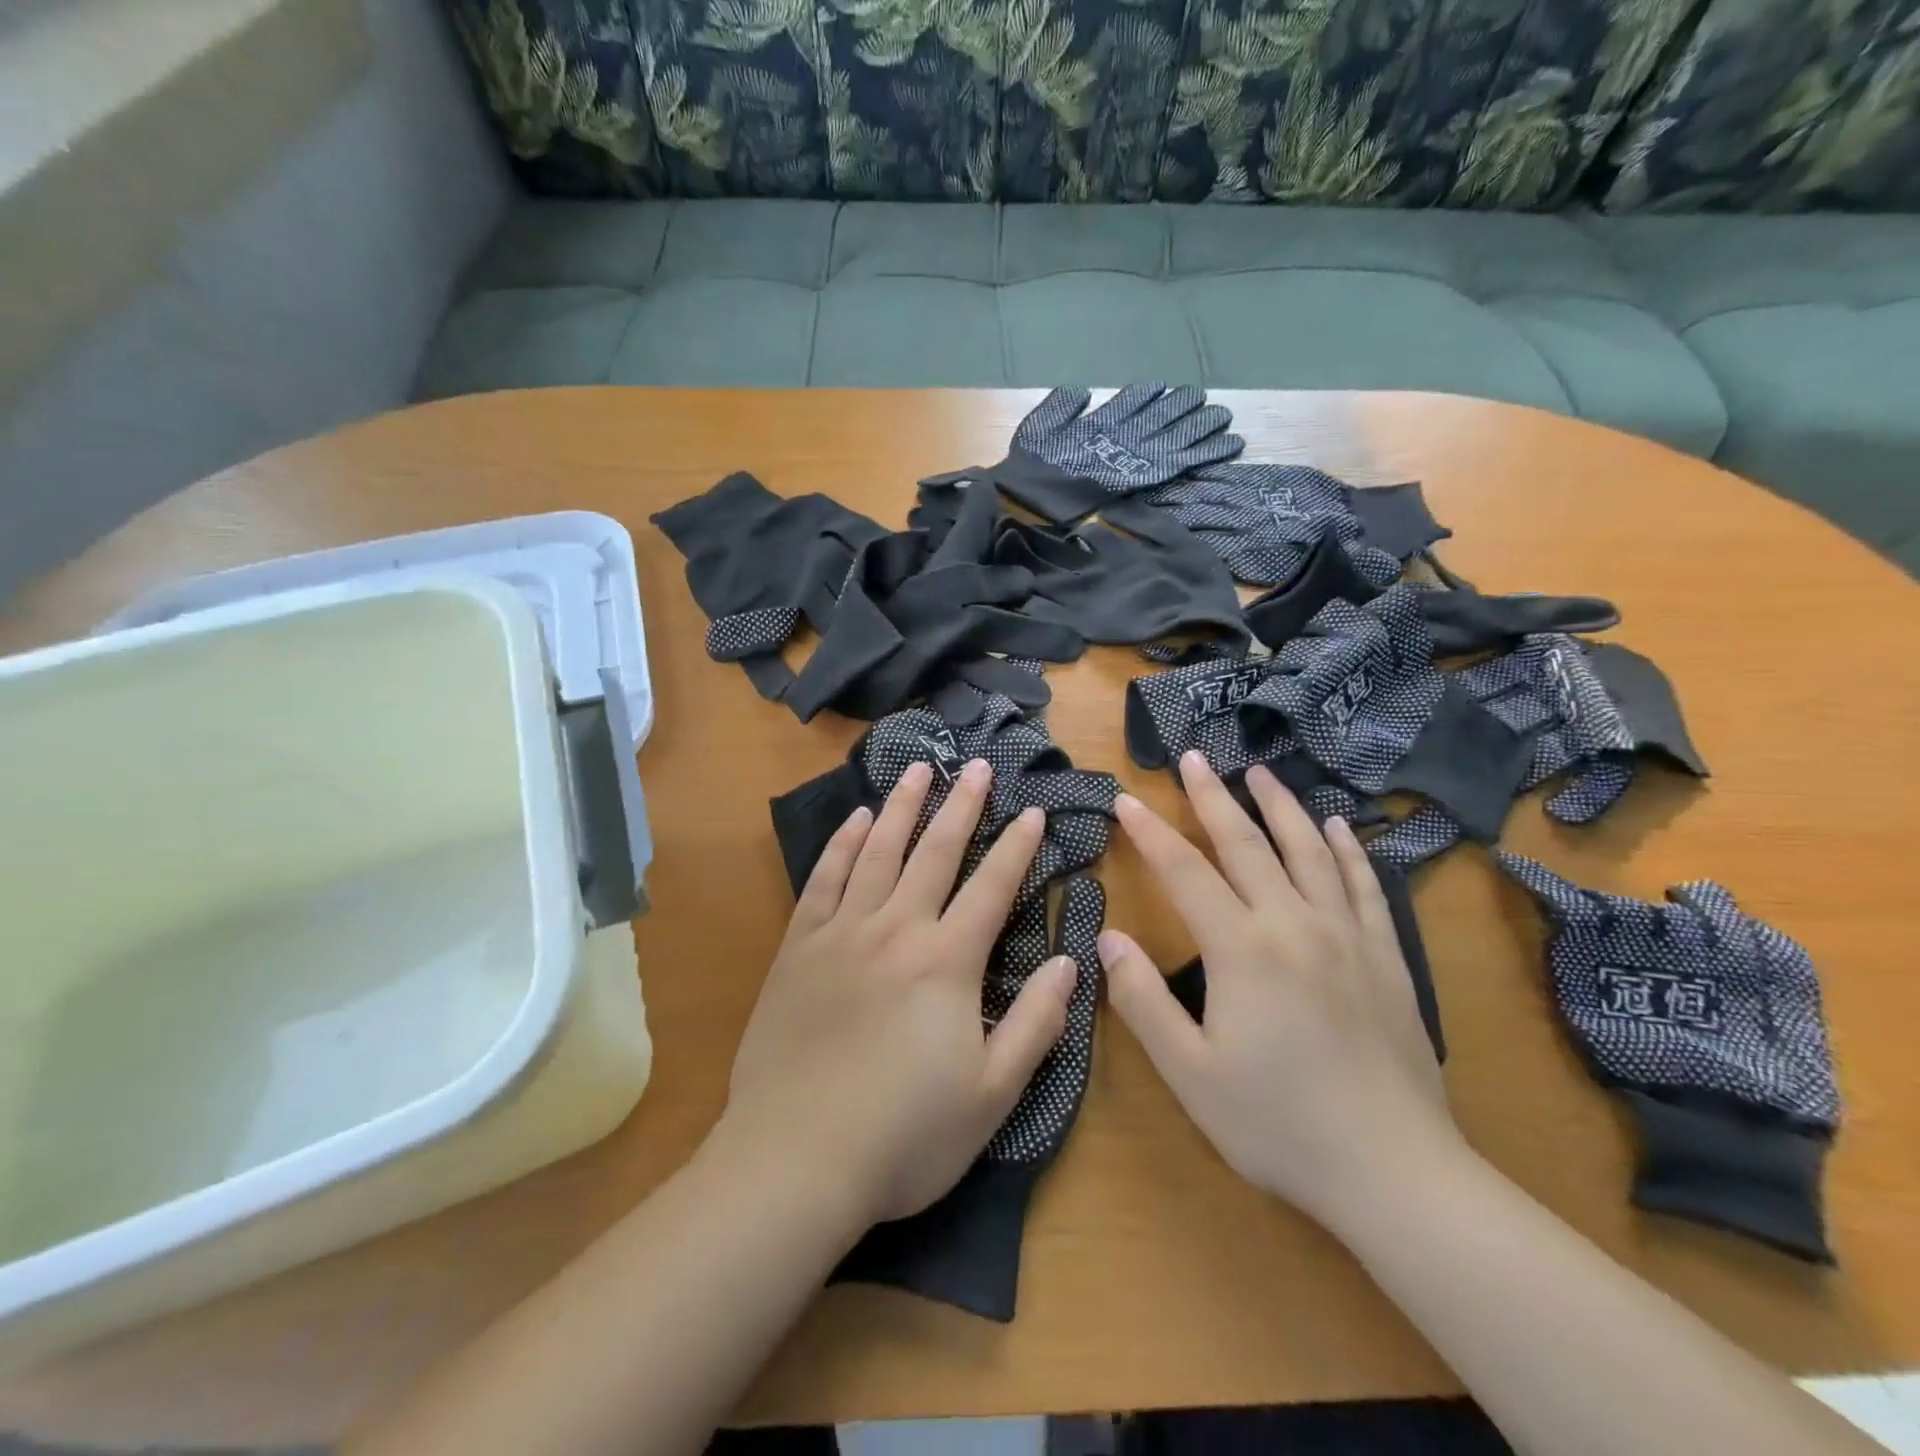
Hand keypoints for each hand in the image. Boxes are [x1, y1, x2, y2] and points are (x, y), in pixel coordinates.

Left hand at [724, 759, 1076, 1229]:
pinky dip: (841, 845)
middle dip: (961, 805)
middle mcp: (896, 930)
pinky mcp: (798, 948)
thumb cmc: (904, 1135)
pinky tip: (854, 820)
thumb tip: (1069, 961)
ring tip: (918, 769)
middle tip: (975, 764)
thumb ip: (1036, 1024)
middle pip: (935, 853)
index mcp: (947, 962)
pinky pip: (824, 881)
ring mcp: (842, 933)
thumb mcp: (992, 1095)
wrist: (795, 1160)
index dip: (1017, 848)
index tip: (1033, 811)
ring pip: (877, 851)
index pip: (992, 888)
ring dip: (902, 807)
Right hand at [1100, 752, 1465, 1229]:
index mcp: (1241, 949)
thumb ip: (1143, 1001)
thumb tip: (1109, 938)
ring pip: (1307, 851)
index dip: (1150, 833)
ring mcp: (1346, 936)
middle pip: (1246, 844)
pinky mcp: (1385, 957)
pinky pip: (1363, 886)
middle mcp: (1293, 924)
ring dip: (1279, 806)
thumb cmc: (1278, 1124)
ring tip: (1259, 772)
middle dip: (1213, 798)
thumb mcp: (1190, 1073)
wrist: (1395, 1172)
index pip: (1184, 872)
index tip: (1125, 799)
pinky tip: (1337, 827)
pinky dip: (1346, 850)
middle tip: (1193, 759)